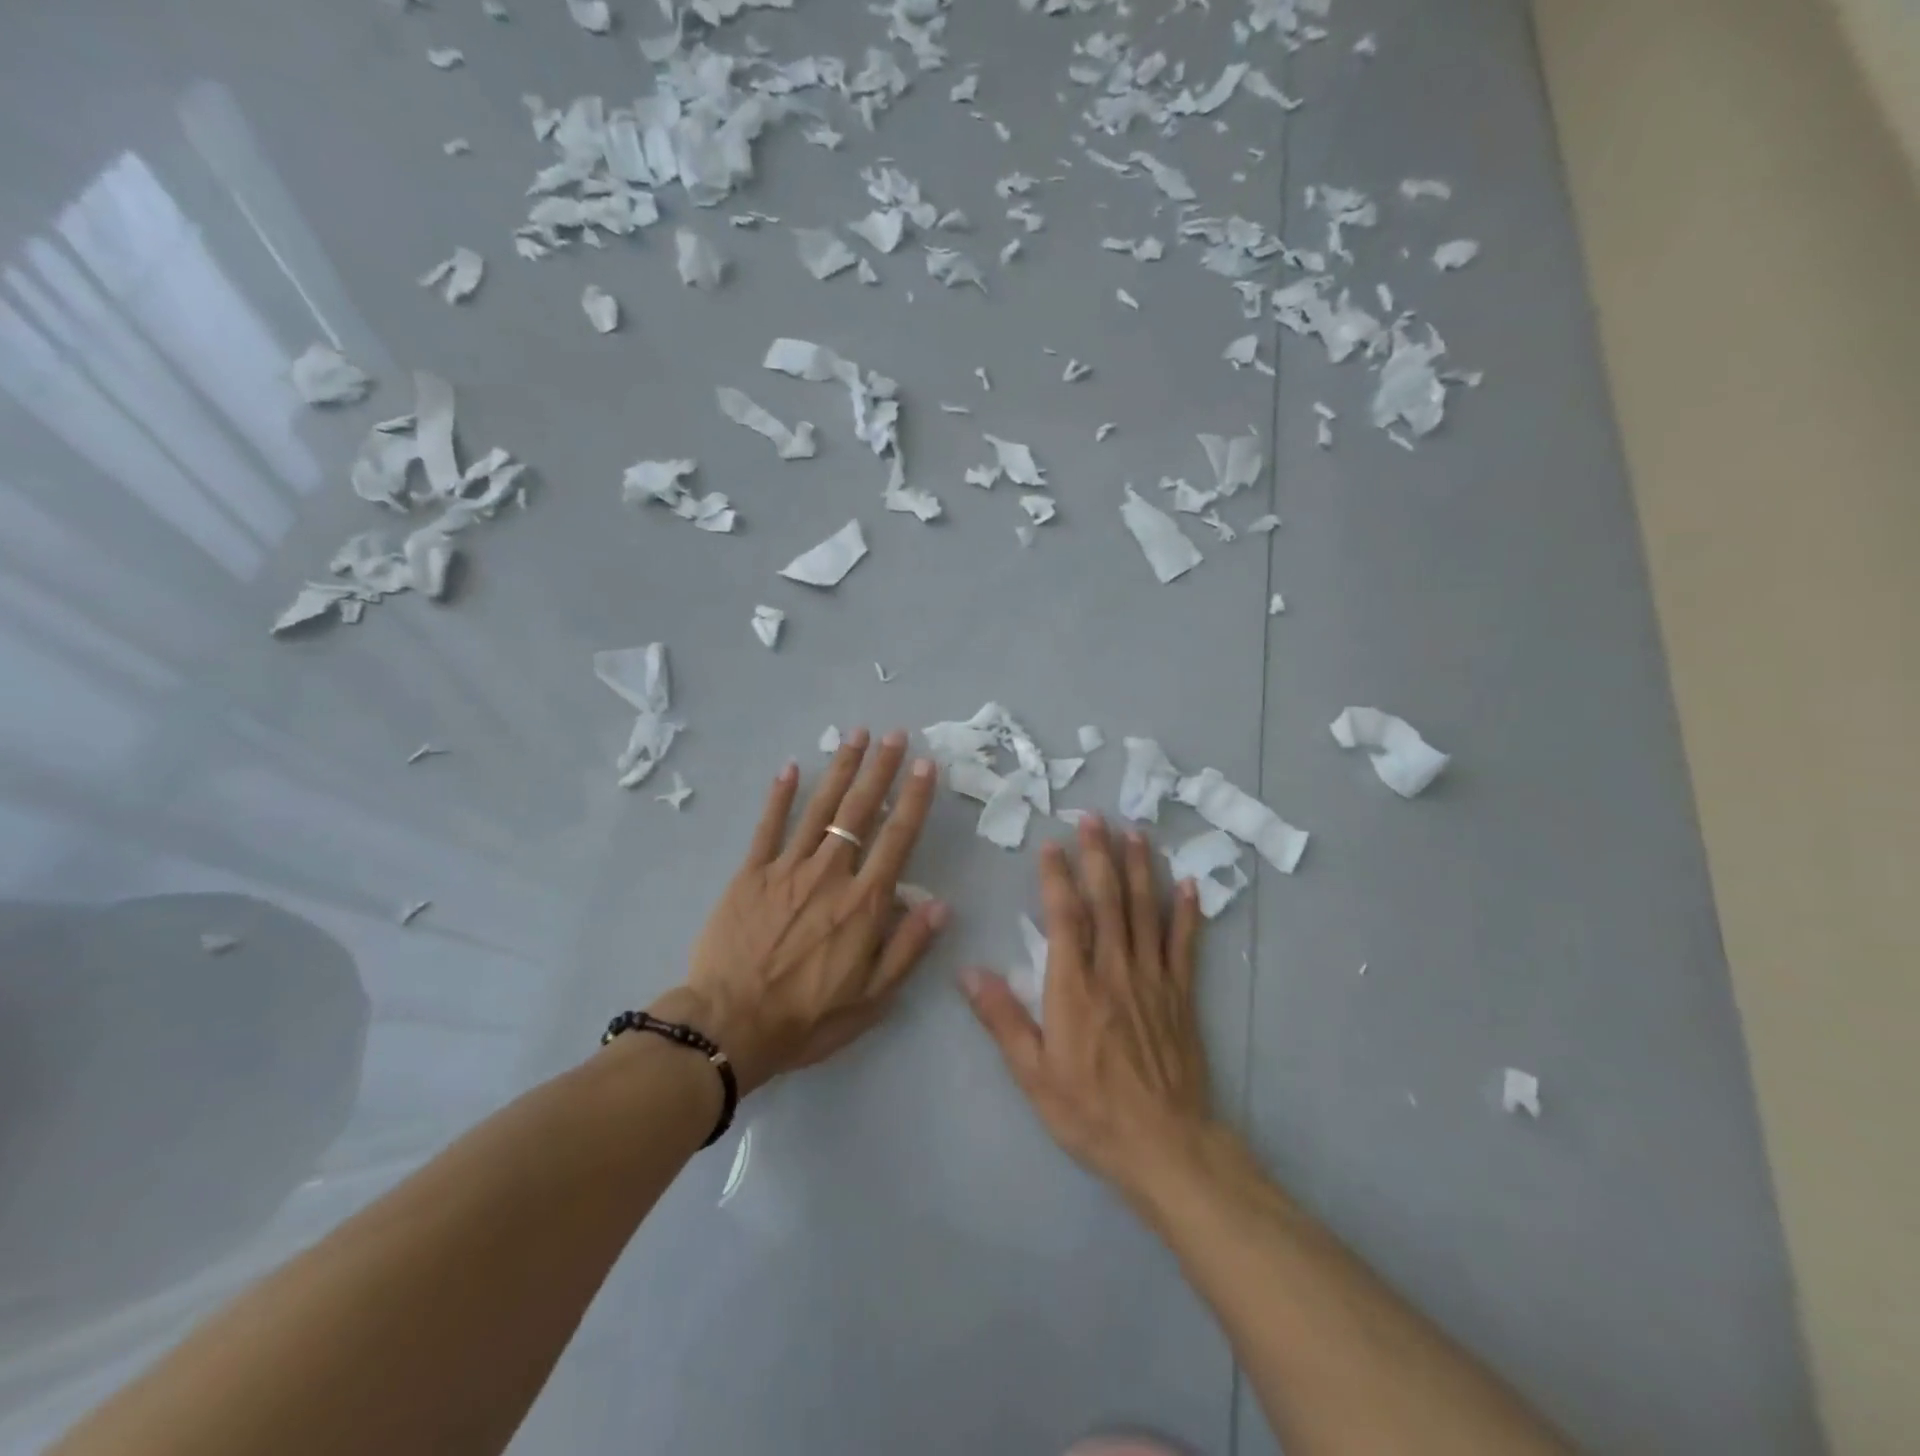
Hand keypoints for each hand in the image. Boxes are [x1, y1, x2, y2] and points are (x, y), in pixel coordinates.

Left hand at [666, 729, 946, 1094]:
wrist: (729, 1026)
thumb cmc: (807, 1017)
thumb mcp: (872, 998)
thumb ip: (907, 947)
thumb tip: (940, 904)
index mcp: (864, 903)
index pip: (897, 838)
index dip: (913, 798)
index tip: (924, 765)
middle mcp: (830, 874)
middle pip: (860, 810)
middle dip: (880, 769)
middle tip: (894, 734)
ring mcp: (787, 869)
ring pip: (820, 809)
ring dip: (840, 769)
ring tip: (857, 736)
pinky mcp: (750, 874)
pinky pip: (768, 827)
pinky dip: (780, 796)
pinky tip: (791, 767)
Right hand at [961, 816, 1213, 1200]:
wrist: (1165, 1147)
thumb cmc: (1090, 1111)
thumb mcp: (1033, 1074)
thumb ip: (1003, 1018)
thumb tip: (968, 971)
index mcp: (1075, 987)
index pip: (1065, 917)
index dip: (1057, 877)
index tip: (1052, 844)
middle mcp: (1115, 970)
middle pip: (1108, 901)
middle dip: (1098, 856)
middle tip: (1094, 817)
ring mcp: (1153, 979)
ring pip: (1146, 911)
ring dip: (1140, 869)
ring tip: (1136, 833)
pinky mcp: (1181, 995)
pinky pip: (1185, 945)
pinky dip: (1188, 912)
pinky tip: (1190, 884)